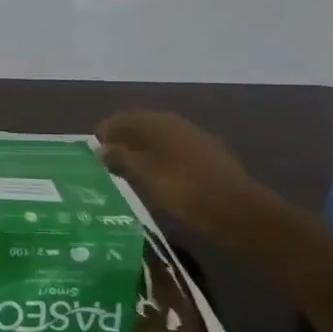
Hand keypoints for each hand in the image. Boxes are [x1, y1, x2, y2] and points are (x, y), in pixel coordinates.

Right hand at [96, 110, 267, 243]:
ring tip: (126, 170)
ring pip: (160, 140)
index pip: (125, 117)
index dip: (107, 129)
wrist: (240, 214)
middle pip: (143, 126)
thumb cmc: (186, 191)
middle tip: (105, 159)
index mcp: (161, 123)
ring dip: (141, 150)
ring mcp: (197, 141)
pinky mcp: (209, 159)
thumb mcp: (147, 176)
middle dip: (123, 139)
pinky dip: (158, 160)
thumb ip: (122, 158)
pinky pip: (174, 153)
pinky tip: (155, 177)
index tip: (93, 146)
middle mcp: (178, 125)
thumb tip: (101, 148)